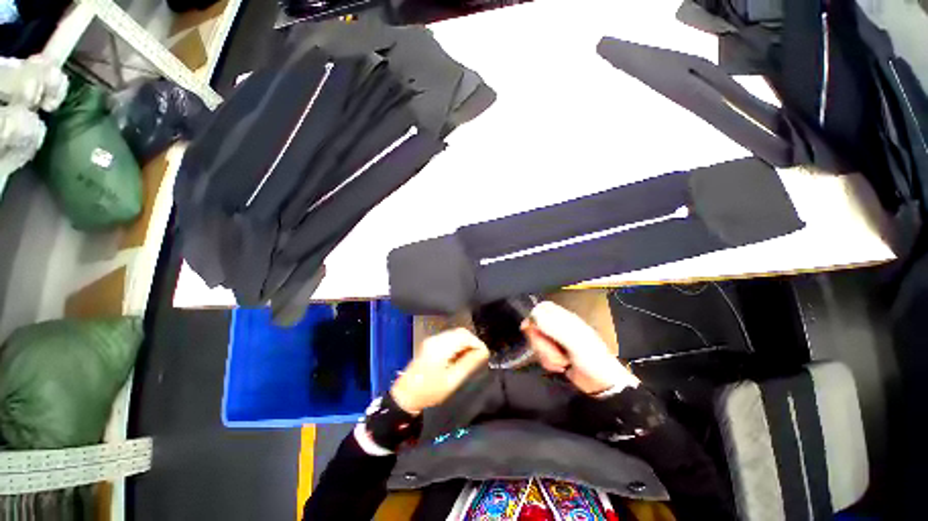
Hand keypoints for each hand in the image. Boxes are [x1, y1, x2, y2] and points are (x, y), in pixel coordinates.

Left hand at [391, 328, 489, 413]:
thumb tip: (483, 353)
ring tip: (471, 357)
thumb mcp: (452, 380)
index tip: (485, 354)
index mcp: (441, 347)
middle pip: (460, 332)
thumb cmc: (430, 391)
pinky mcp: (430, 344)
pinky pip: (448, 338)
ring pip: (455, 334)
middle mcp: (436, 339)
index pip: (465, 336)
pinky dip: (457, 343)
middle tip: (479, 356)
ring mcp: (432, 340)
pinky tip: (459, 356)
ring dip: (465, 342)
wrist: (406, 396)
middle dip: (472, 341)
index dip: (477, 343)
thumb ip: (469, 364)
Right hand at [523, 301, 638, 395]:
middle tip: (553, 351)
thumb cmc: (592, 360)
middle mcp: (558, 327)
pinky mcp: (553, 354)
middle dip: (540, 342)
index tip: (531, 330)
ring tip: (561, 361)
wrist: (602, 385)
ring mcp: (555, 341)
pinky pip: (540, 354)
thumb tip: (532, 317)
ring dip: (545, 354)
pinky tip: (560, 366)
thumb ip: (554, 327)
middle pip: (535, 327)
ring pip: (537, 341)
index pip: (542, 308)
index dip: (534, 317)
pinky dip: (548, 362)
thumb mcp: (575, 342)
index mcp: (565, 319)